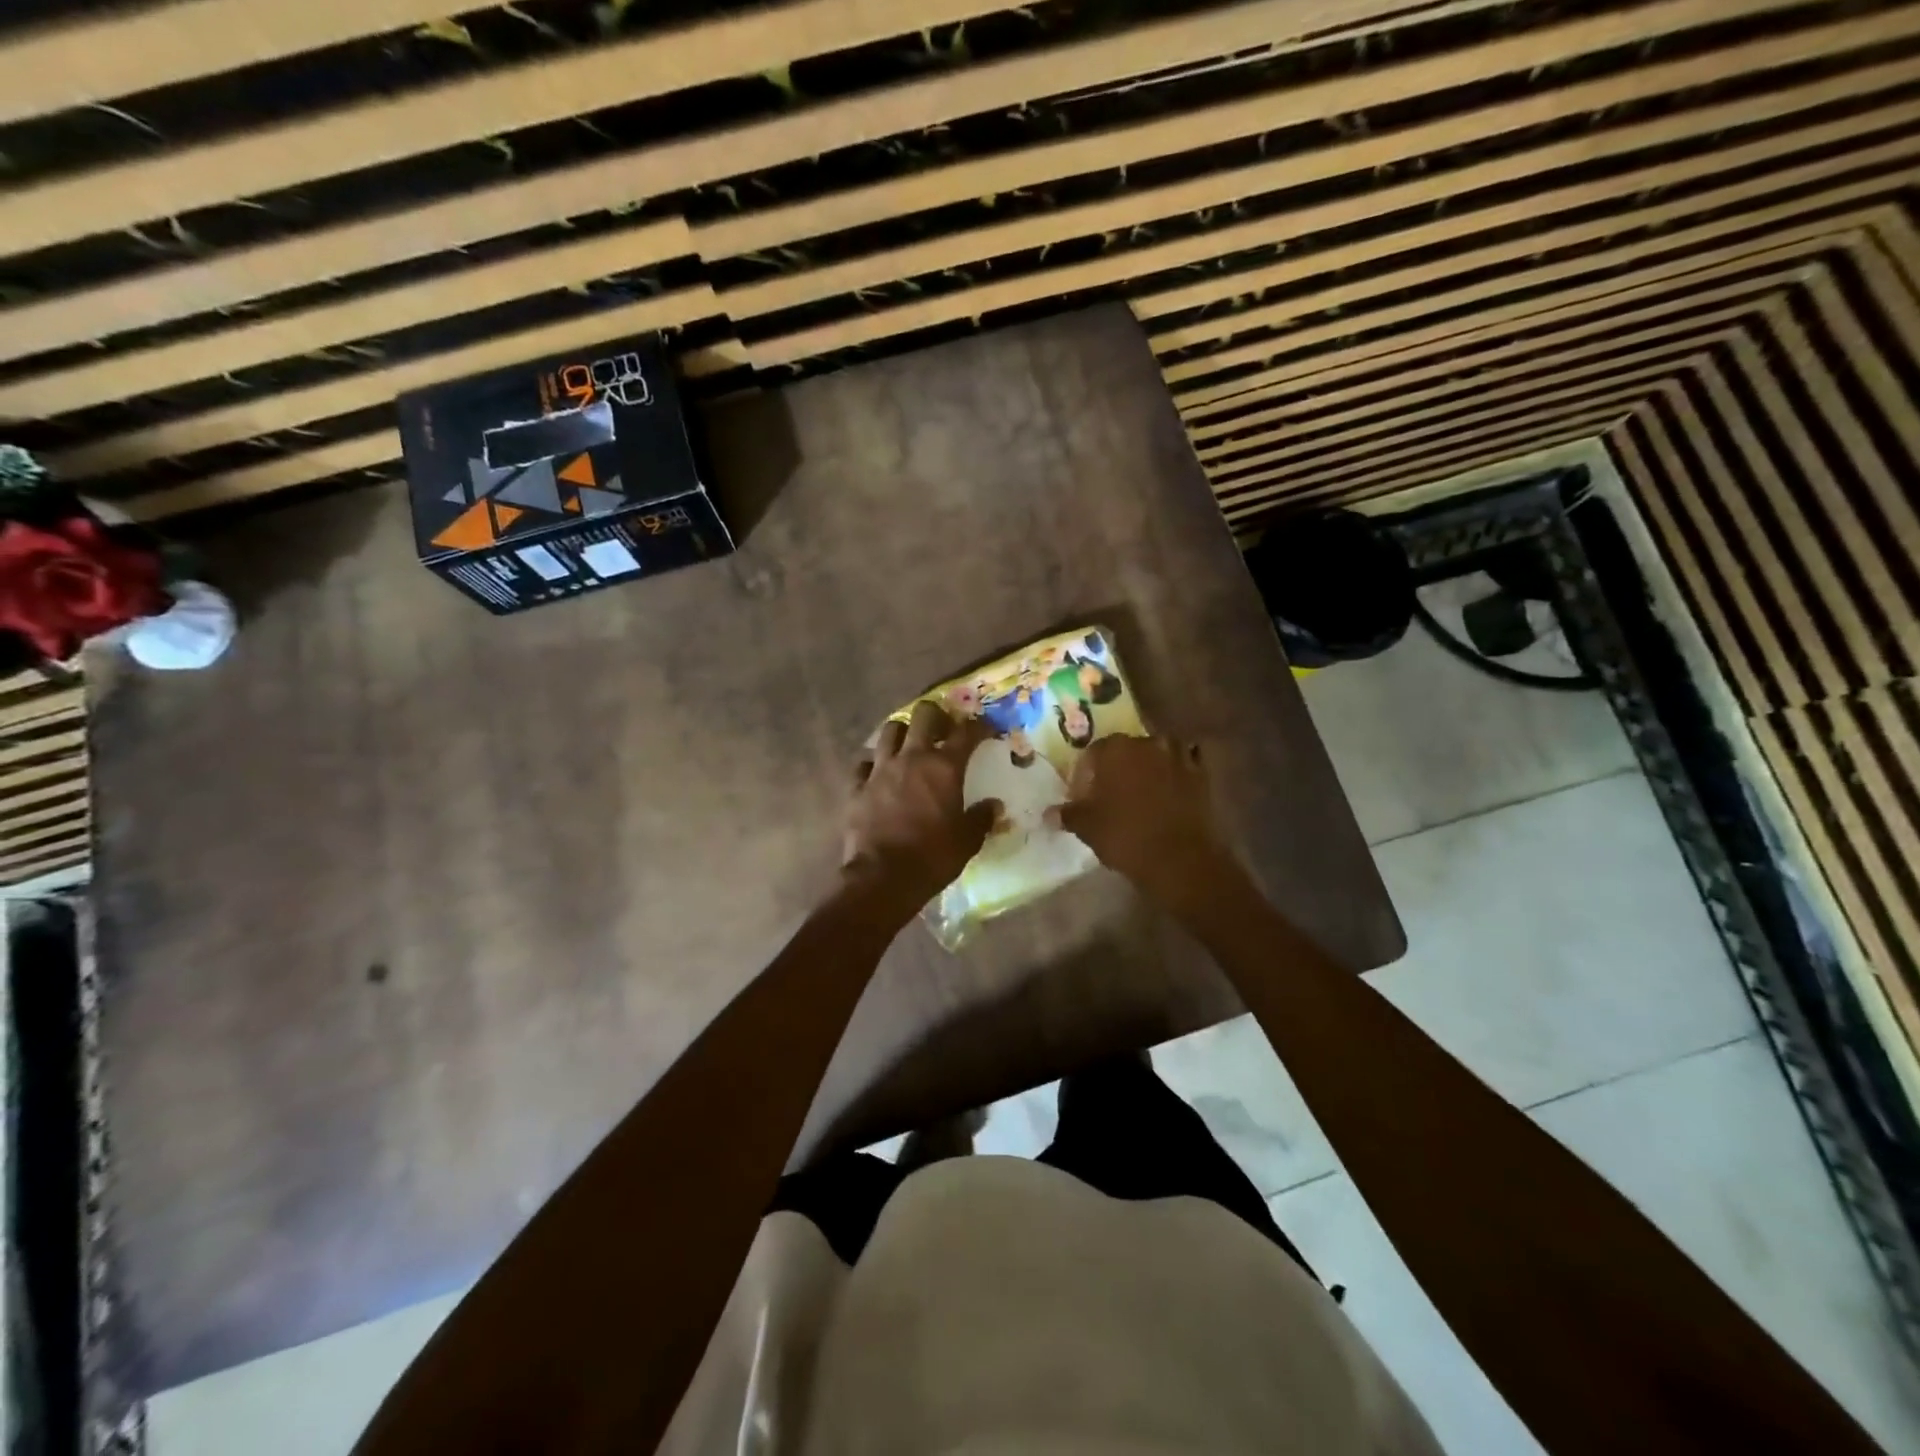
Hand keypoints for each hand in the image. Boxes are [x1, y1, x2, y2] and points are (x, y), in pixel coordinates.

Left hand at [844, 701, 996, 913]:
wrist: (883, 877)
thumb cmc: (932, 857)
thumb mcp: (967, 840)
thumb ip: (981, 818)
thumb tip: (994, 806)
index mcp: (944, 767)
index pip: (966, 732)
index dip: (980, 726)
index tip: (987, 729)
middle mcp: (911, 758)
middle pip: (923, 714)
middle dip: (937, 716)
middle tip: (944, 730)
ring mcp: (880, 769)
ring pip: (890, 730)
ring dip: (903, 733)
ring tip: (909, 746)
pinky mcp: (857, 786)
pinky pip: (864, 763)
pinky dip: (873, 764)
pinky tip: (879, 774)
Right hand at [1051, 734, 1239, 918]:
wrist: (1179, 859)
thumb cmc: (1125, 836)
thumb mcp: (1087, 827)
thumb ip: (1067, 814)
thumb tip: (1048, 814)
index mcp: (1115, 748)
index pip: (1092, 754)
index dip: (1085, 776)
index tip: (1082, 798)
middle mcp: (1147, 743)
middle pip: (1125, 750)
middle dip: (1116, 768)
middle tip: (1110, 795)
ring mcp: (1178, 756)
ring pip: (1157, 753)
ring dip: (1148, 767)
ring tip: (1141, 792)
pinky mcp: (1201, 775)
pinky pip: (1184, 765)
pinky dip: (1176, 773)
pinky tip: (1170, 790)